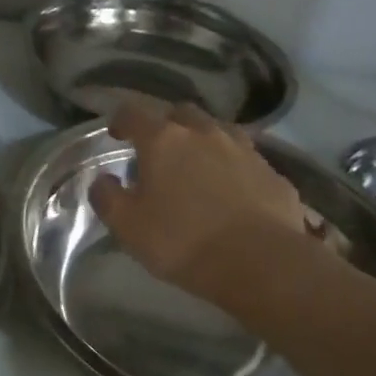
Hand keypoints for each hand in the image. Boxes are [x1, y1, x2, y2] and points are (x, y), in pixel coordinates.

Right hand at [90, 101, 318, 310]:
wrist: (261, 262)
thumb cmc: (182, 241)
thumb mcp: (128, 226)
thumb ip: (107, 197)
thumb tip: (102, 180)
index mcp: (163, 141)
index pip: (134, 113)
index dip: (121, 120)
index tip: (116, 134)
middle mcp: (204, 133)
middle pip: (181, 114)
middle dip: (167, 126)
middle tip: (159, 150)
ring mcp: (244, 150)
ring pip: (219, 131)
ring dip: (203, 141)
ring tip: (197, 165)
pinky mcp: (273, 173)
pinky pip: (246, 160)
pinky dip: (234, 167)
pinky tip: (233, 191)